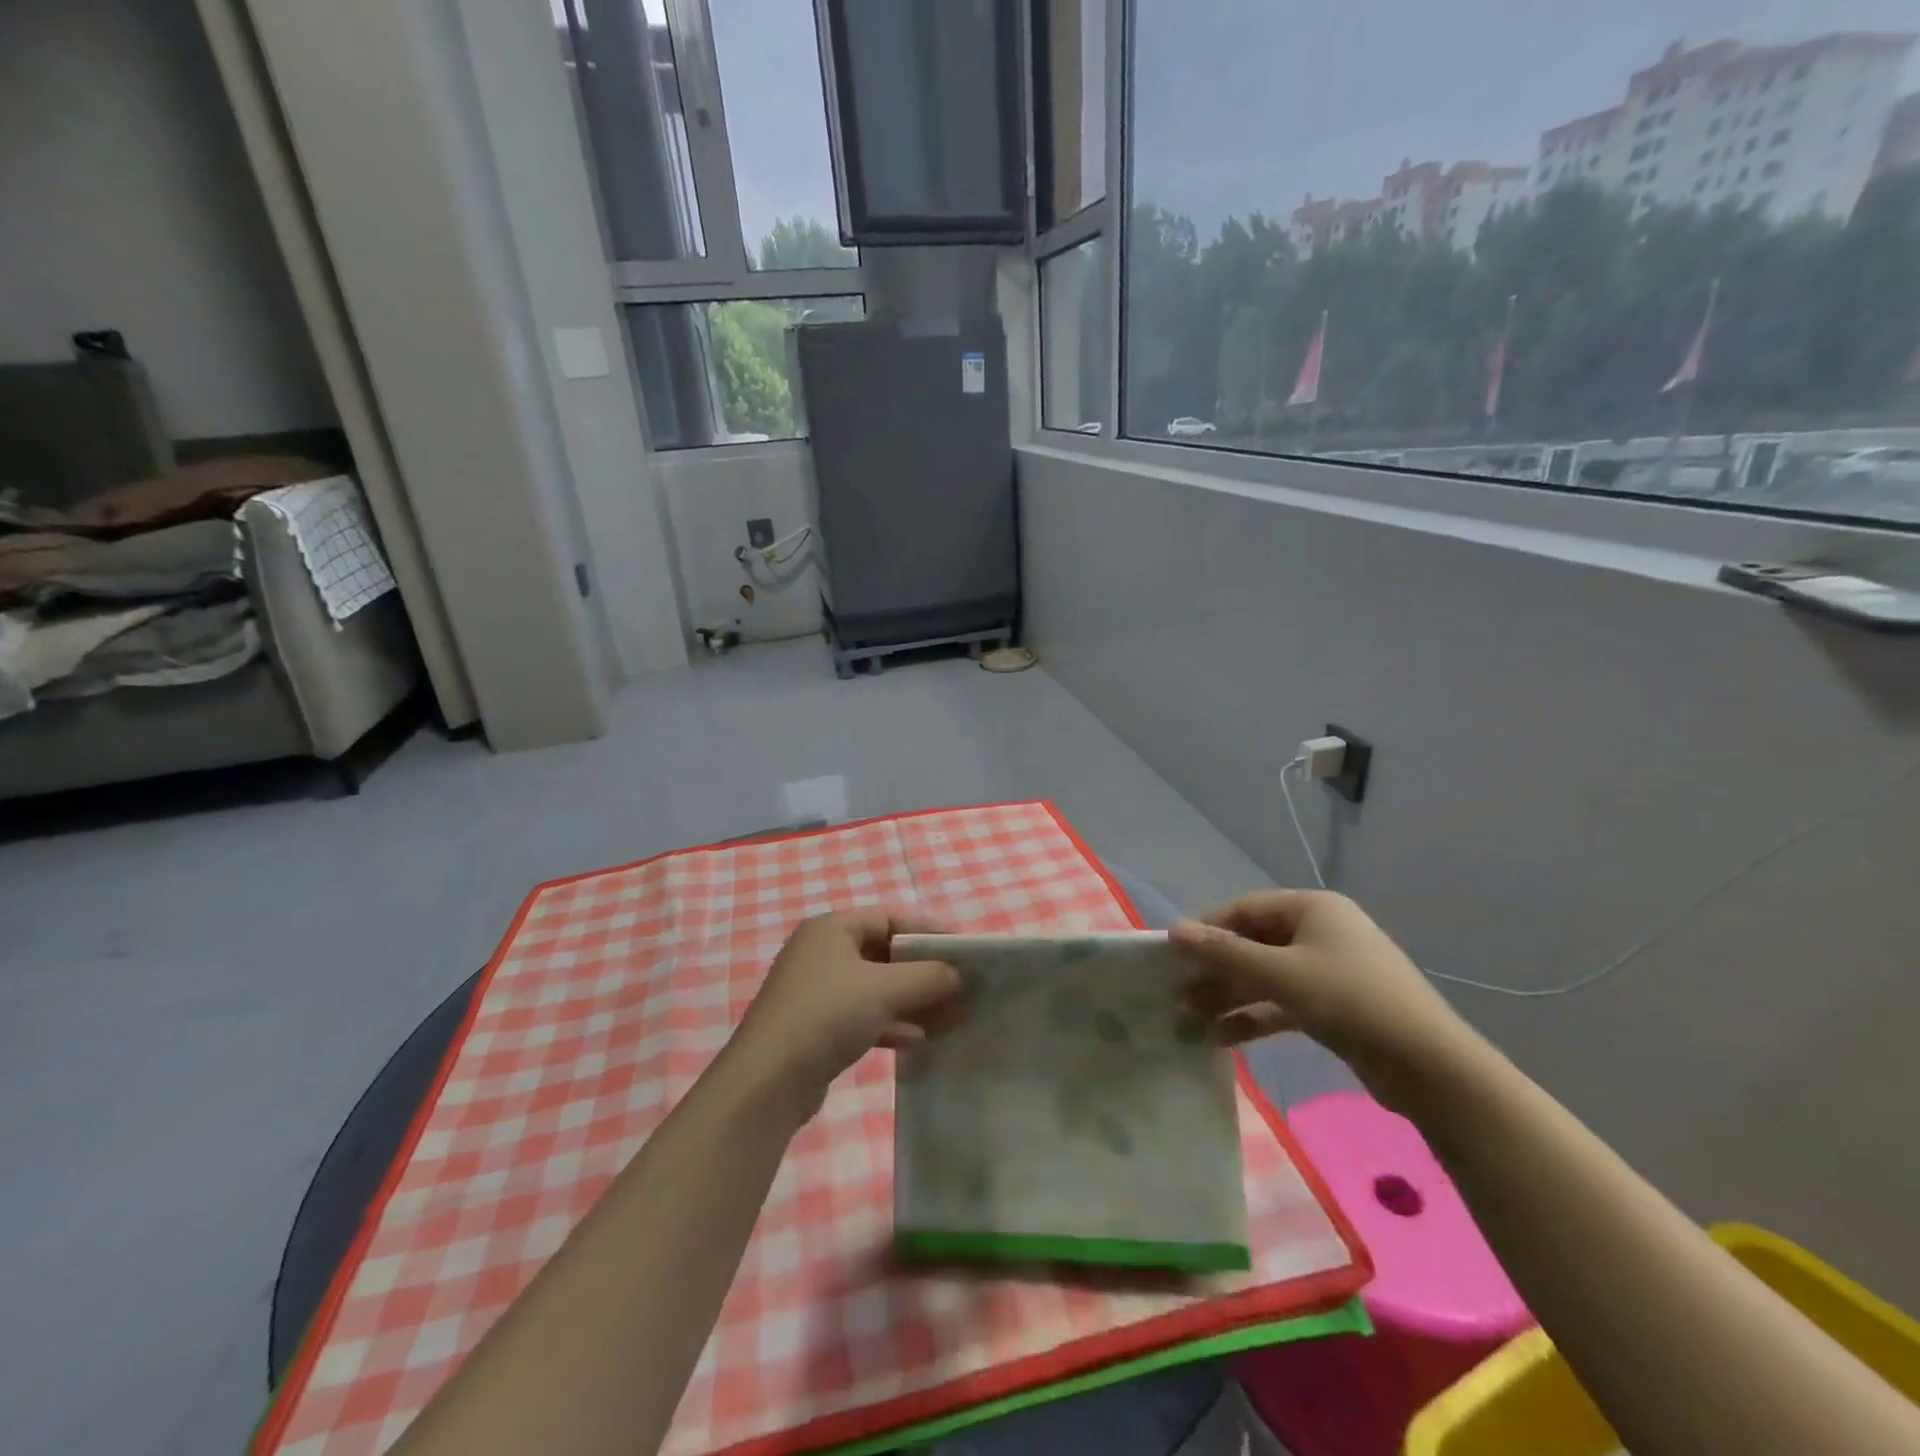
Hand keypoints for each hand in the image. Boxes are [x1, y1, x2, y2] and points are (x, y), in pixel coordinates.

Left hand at [729, 910, 962, 1110]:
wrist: (767, 1082)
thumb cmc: (827, 1015)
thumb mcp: (885, 989)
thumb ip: (928, 976)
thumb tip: (958, 975)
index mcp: (832, 928)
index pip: (891, 918)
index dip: (929, 932)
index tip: (962, 952)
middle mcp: (822, 952)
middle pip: (884, 953)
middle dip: (924, 972)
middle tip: (961, 988)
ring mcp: (817, 991)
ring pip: (876, 988)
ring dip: (913, 1001)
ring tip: (951, 1018)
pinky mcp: (816, 1027)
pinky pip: (862, 1015)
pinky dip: (890, 1023)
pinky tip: (918, 1040)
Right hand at [1170, 891, 1479, 1115]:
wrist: (1431, 1068)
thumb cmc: (1350, 1001)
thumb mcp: (1281, 974)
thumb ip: (1225, 953)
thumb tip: (1174, 930)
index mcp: (1312, 909)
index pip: (1245, 909)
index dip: (1206, 929)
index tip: (1172, 955)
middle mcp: (1320, 932)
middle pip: (1253, 944)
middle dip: (1215, 971)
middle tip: (1177, 994)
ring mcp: (1329, 970)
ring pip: (1265, 976)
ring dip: (1228, 997)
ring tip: (1189, 1021)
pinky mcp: (1334, 1007)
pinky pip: (1283, 1003)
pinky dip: (1254, 1016)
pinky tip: (1222, 1038)